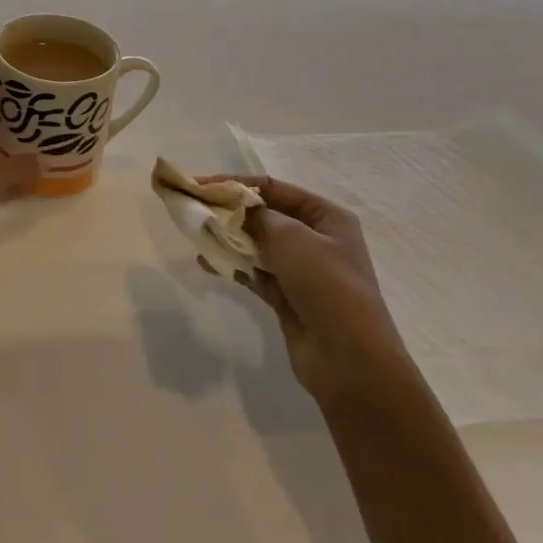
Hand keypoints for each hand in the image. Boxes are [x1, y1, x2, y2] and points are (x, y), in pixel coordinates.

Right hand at [197, 175, 412, 409]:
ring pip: (256, 244)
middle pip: (263, 215)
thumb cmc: (326, 285)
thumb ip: (254, 216)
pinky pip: (254, 272)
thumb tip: (230, 207)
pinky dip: (232, 265)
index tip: (199, 185)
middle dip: (229, 212)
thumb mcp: (290, 238)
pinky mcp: (288, 297)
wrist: (349, 359)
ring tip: (196, 235)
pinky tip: (206, 262)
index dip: (235, 183)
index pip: (273, 188)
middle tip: (193, 209)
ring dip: (227, 238)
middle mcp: (317, 239)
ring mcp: (302, 270)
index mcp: (326, 217)